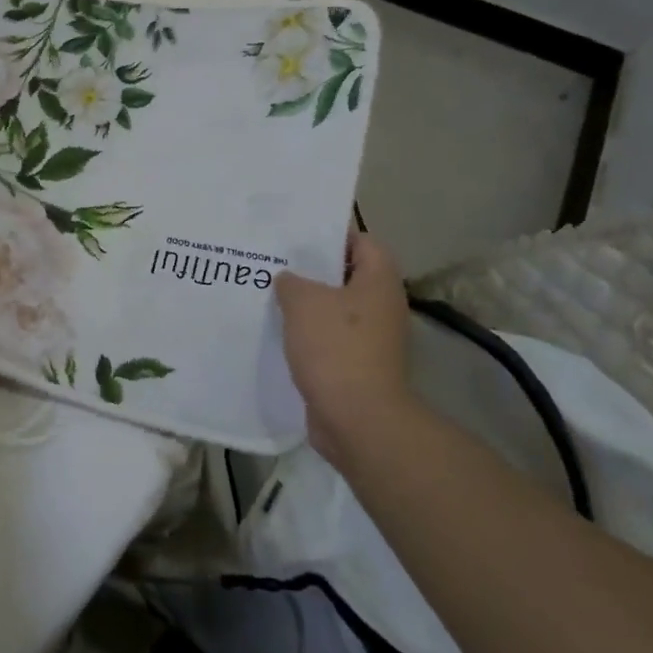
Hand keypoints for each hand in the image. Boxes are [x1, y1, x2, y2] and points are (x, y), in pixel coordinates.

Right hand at [275, 229, 413, 471]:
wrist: (357, 418)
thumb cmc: (335, 348)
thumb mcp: (303, 301)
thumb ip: (291, 281)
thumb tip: (289, 280)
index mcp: (379, 280)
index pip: (361, 241)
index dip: (330, 234)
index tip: (296, 236)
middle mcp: (382, 305)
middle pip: (346, 276)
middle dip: (311, 271)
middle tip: (275, 264)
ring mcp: (373, 339)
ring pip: (335, 310)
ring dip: (307, 306)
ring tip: (269, 297)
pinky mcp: (358, 366)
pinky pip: (330, 339)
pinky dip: (308, 335)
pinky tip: (278, 333)